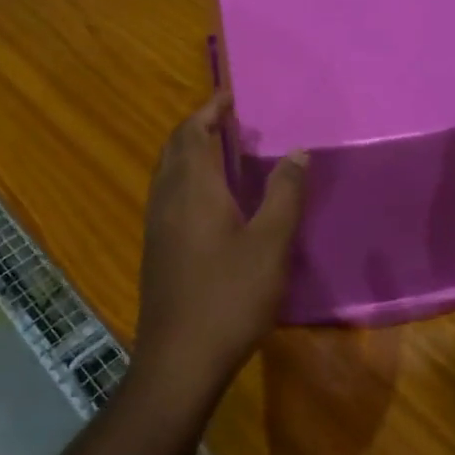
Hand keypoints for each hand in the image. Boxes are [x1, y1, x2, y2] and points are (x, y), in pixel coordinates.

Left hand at [133, 93, 307, 407]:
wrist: (179, 360)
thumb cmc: (229, 297)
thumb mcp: (271, 244)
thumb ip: (285, 194)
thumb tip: (298, 151)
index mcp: (192, 188)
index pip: (193, 131)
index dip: (210, 109)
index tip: (233, 95)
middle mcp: (167, 198)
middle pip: (175, 147)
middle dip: (198, 126)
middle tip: (232, 121)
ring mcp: (156, 225)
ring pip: (168, 172)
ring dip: (190, 153)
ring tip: (225, 153)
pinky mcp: (156, 249)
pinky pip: (168, 195)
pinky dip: (186, 179)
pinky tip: (212, 201)